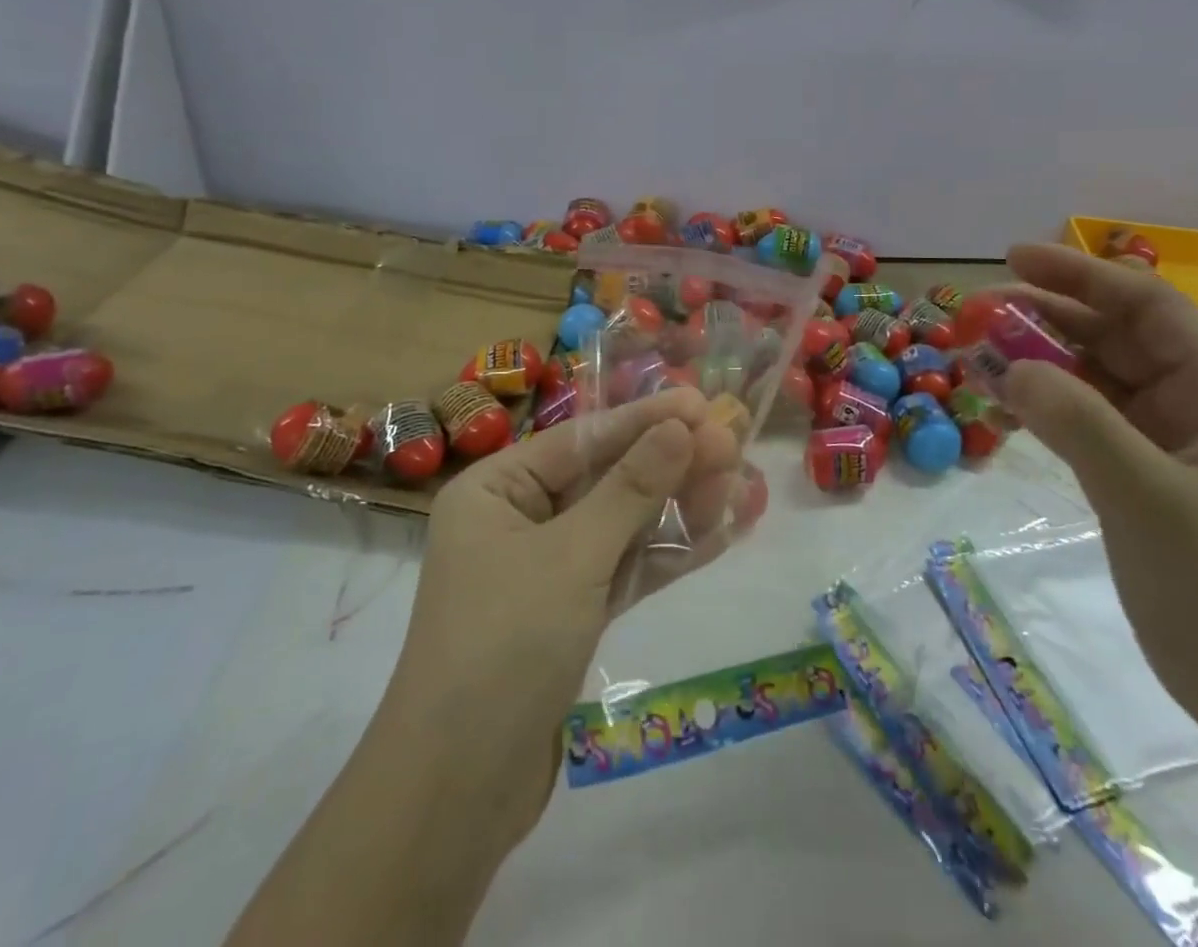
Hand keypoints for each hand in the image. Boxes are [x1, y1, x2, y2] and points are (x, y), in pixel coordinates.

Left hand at [380, 387, 756, 854]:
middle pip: (607, 479)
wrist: (458, 792)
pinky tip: (719, 535)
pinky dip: (667, 555)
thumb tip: (683, 427)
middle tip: (732, 445)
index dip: (645, 420)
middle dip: (670, 465)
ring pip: (623, 525)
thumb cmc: (504, 644)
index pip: (582, 439)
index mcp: (496, 489)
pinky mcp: (570, 614)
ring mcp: (547, 570)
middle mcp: (518, 520)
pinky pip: (625, 570)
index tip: (702, 405)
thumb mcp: (572, 556)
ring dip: (678, 508)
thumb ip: (631, 489)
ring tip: (739, 485)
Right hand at [997, 244, 1197, 745]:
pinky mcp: (1137, 472)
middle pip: (1114, 334)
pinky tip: (999, 403)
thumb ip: (1080, 424)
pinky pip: (1081, 417)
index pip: (1147, 305)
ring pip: (1092, 375)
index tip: (1014, 258)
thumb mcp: (1150, 498)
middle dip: (1046, 316)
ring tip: (975, 354)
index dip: (1081, 275)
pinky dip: (1041, 404)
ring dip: (1037, 359)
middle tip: (976, 312)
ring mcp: (1165, 439)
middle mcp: (1195, 402)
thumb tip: (1010, 366)